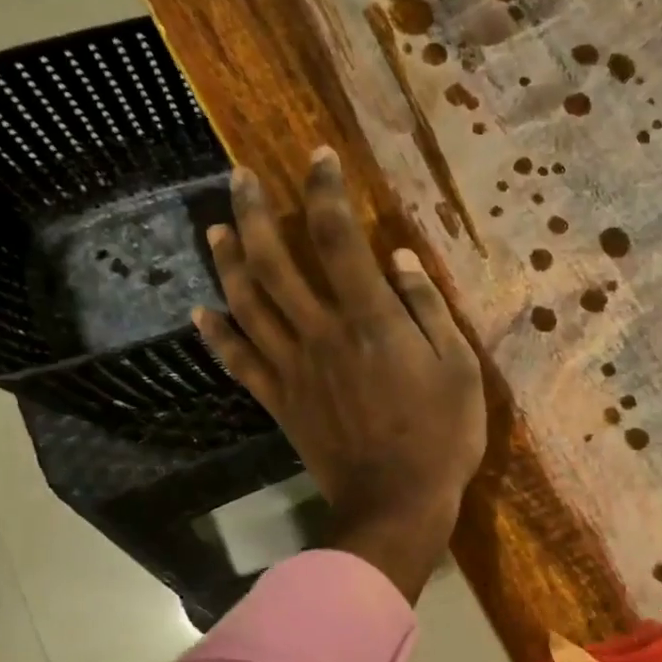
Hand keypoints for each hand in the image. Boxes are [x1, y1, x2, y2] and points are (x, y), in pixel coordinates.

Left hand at [193, 149, 486, 602]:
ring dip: (227, 261)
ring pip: (247, 303)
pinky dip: (216, 335)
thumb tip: (400, 258)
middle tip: (238, 176)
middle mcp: (321, 333)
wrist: (397, 502)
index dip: (325, 192)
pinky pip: (238, 361)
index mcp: (370, 321)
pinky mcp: (280, 402)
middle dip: (254, 211)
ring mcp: (293, 368)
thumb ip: (428, 310)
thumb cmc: (441, 438)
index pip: (338, 239)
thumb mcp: (459, 370)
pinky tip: (201, 312)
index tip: (319, 159)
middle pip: (274, 261)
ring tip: (215, 228)